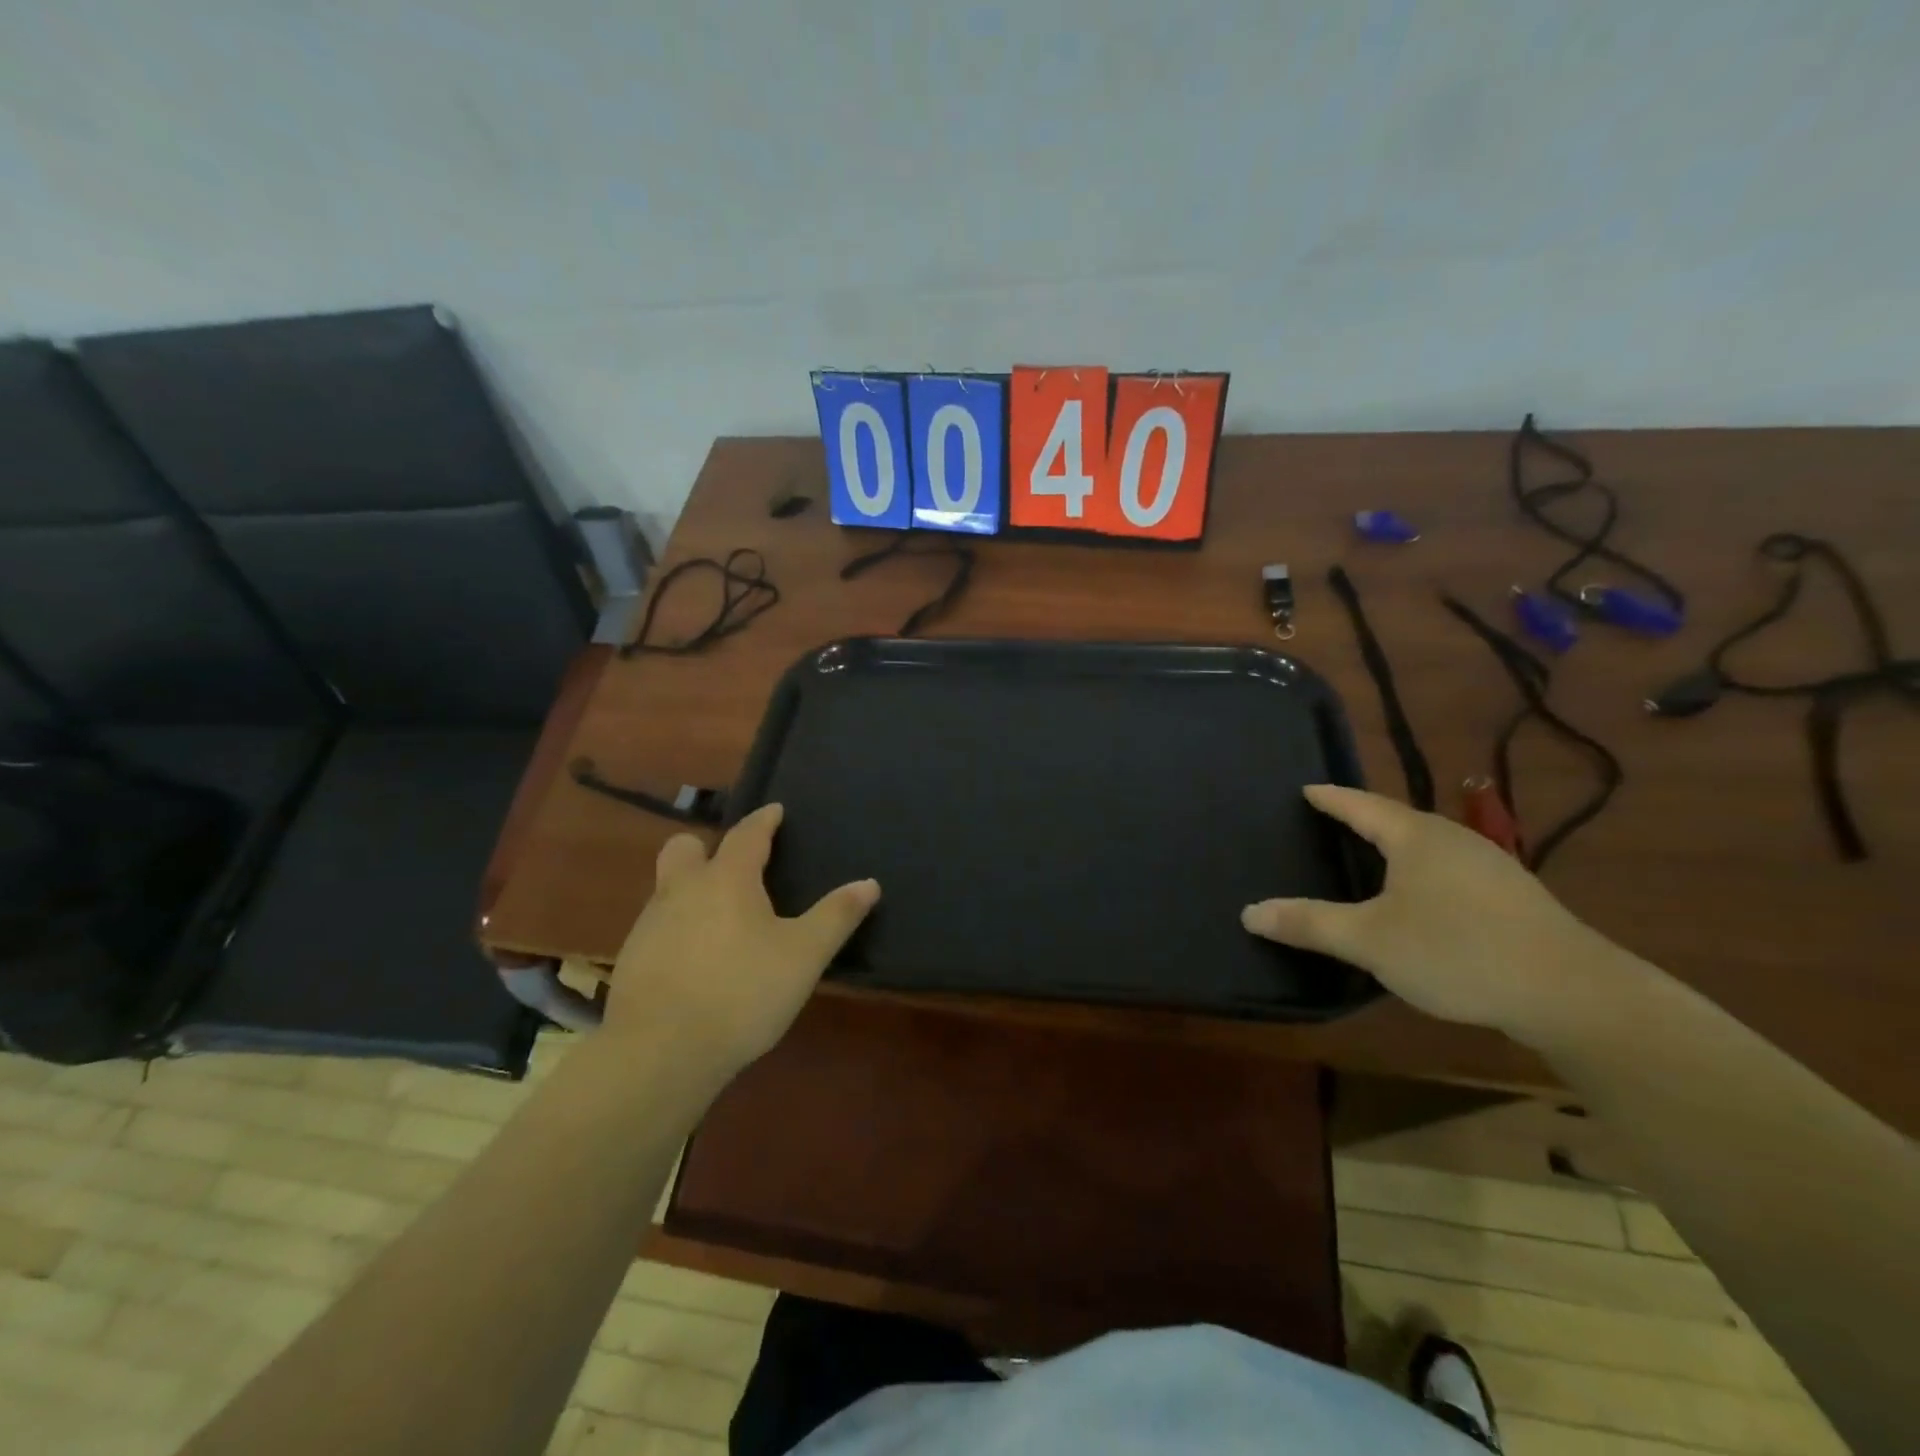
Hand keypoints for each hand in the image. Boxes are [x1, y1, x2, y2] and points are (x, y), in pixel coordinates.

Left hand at [603, 804, 879, 1077]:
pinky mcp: (631, 960)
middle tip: (735, 869)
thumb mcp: (804, 956)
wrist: (659, 1052)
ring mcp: (649, 924)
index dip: (764, 820)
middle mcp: (682, 890)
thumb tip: (869, 883)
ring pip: (668, 888)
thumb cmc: (742, 992)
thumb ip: (836, 916)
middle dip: (707, 848)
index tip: (775, 811)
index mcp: (727, 879)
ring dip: (691, 890)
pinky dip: (677, 929)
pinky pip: (657, 926)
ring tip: (721, 920)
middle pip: (686, 848)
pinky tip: (696, 961)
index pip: (747, 834)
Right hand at [1241, 785, 1622, 1038]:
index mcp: (1415, 836)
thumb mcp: (1369, 940)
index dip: (1330, 798)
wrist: (1572, 993)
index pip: (1360, 804)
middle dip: (1361, 819)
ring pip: (1426, 845)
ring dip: (1395, 847)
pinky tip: (1420, 898)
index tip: (1306, 789)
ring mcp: (1489, 865)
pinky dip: (1421, 872)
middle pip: (1396, 819)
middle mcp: (1452, 839)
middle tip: (1328, 822)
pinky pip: (1449, 869)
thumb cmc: (1457, 951)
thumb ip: (1309, 923)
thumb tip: (1249, 912)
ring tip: (1368, 857)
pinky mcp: (1512, 896)